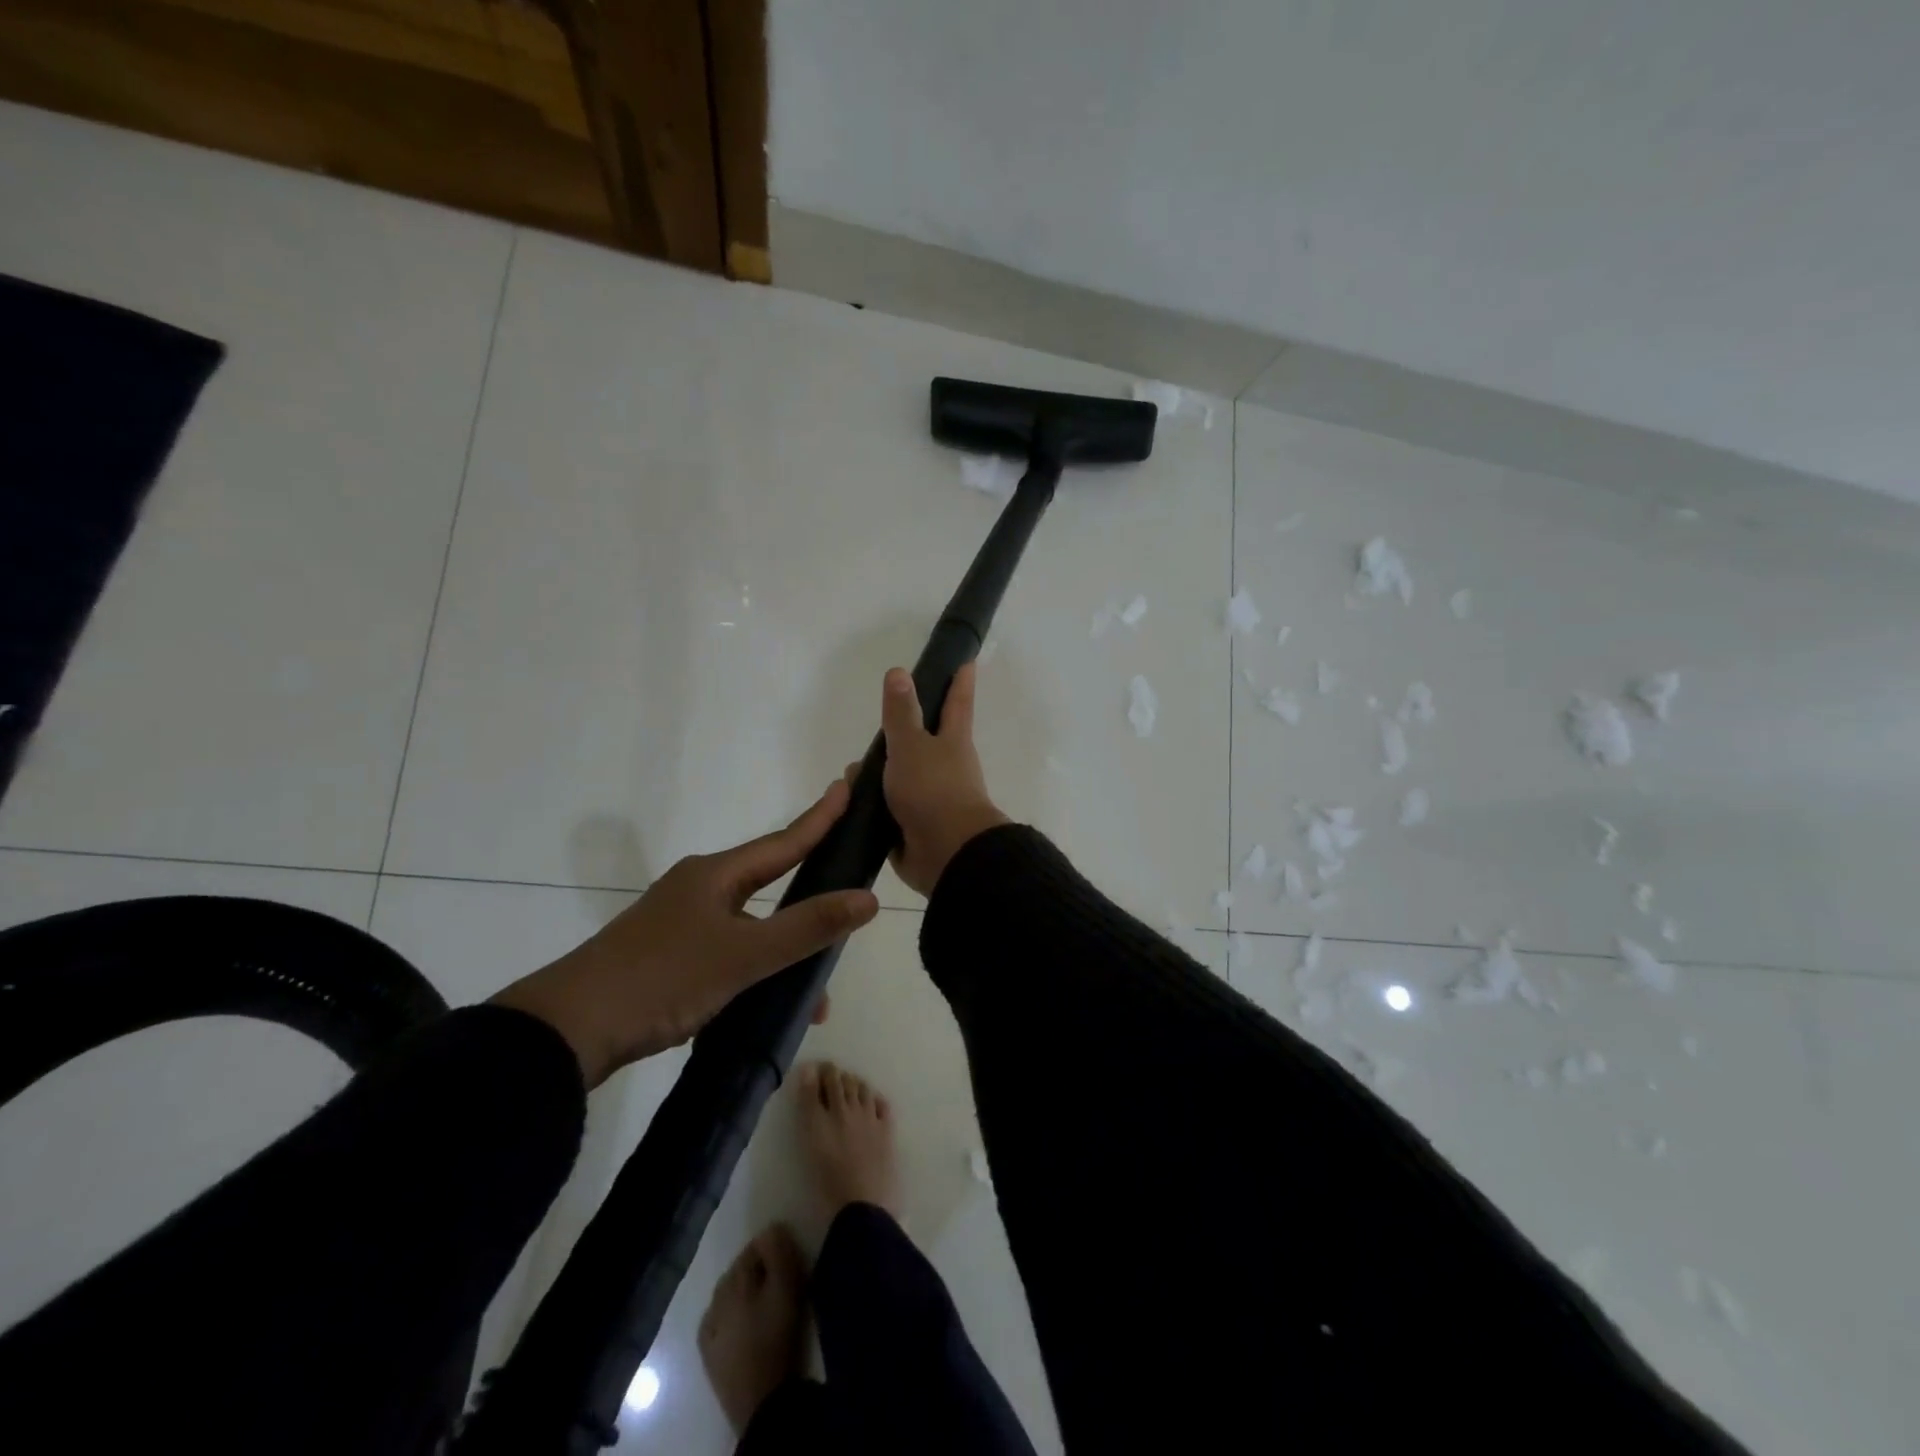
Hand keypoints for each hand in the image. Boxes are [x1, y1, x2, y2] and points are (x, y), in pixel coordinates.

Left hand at [492, 783, 879, 1086]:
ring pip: (749, 928)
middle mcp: (699, 889)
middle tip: (846, 894)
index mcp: (716, 875)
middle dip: (809, 896)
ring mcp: (679, 923)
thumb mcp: (743, 955)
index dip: (819, 817)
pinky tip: (768, 1007)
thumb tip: (868, 899)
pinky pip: (728, 953)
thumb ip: (808, 927)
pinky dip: (754, 973)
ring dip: (783, 952)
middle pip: (768, 884)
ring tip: (815, 993)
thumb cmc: (662, 978)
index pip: (783, 841)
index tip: (846, 785)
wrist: (567, 1031)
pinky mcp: (666, 957)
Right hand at [857, 662, 1009, 896]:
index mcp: (952, 741)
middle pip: (923, 741)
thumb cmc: (934, 790)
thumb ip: (901, 713)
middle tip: (877, 724)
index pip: (957, 701)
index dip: (960, 680)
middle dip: (902, 733)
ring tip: (849, 774)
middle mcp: (945, 766)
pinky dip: (870, 805)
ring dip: (877, 774)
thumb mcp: (912, 746)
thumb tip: (898, 671)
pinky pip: (888, 809)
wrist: (947, 855)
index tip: (965, 659)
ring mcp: (930, 798)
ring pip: (900, 777)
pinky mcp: (913, 826)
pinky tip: (847, 804)